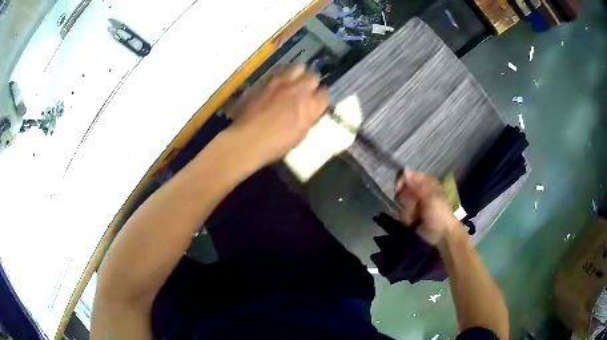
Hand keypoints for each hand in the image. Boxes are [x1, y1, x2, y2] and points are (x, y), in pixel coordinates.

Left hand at [229, 65, 328, 164]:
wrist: (247, 139)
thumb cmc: (275, 145)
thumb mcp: (299, 135)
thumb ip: (308, 119)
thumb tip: (310, 111)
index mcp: (310, 106)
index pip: (324, 94)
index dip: (321, 98)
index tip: (317, 102)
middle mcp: (298, 89)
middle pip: (313, 76)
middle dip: (311, 82)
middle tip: (306, 89)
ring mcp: (281, 82)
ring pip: (297, 67)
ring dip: (297, 74)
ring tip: (292, 82)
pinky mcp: (265, 81)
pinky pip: (278, 72)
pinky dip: (280, 77)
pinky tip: (275, 85)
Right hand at [396, 170, 457, 244]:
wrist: (442, 234)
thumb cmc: (439, 213)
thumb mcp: (430, 196)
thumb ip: (417, 184)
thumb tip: (405, 171)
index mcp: (427, 184)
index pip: (410, 176)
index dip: (403, 180)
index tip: (398, 187)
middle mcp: (420, 192)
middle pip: (404, 190)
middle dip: (406, 200)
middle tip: (413, 207)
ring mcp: (416, 204)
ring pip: (403, 203)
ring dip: (407, 211)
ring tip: (415, 217)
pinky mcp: (412, 215)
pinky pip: (403, 213)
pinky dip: (407, 218)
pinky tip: (413, 222)